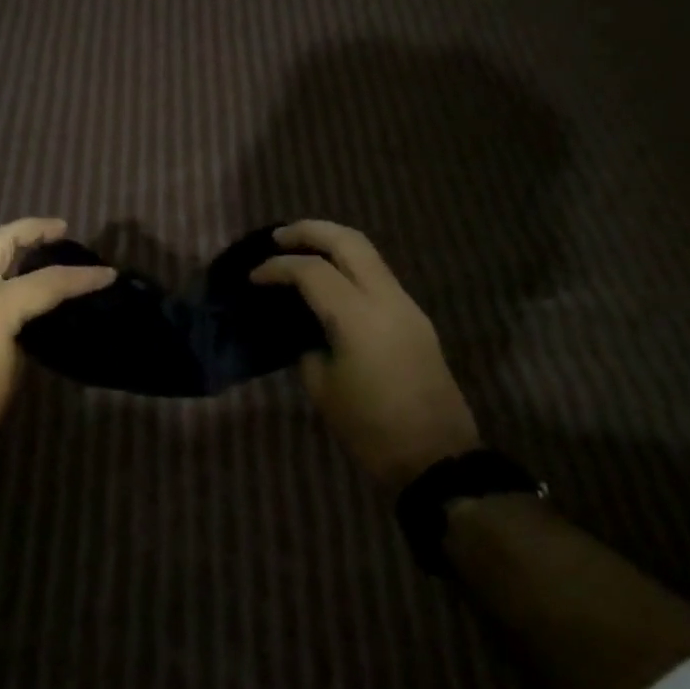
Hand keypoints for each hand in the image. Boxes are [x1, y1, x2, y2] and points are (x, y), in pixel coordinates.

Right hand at [253, 220, 479, 488]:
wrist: (436, 458)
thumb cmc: (370, 428)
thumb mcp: (322, 387)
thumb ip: (307, 346)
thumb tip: (305, 328)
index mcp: (358, 318)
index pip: (312, 272)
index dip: (278, 267)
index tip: (253, 277)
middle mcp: (386, 299)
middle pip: (349, 242)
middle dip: (311, 231)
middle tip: (278, 237)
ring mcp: (407, 306)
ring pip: (369, 253)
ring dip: (333, 243)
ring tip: (300, 250)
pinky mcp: (415, 318)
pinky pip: (378, 275)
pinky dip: (350, 265)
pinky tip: (329, 279)